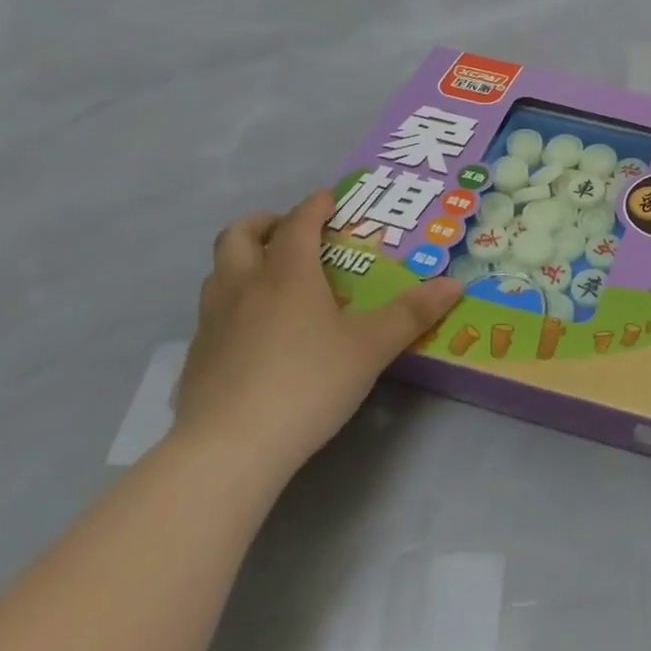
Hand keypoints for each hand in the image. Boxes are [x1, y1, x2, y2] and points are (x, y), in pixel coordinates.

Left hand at [176, 190, 462, 477]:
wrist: (228, 451)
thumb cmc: (308, 383)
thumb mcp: (371, 347)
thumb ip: (412, 313)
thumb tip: (455, 284)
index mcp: (287, 275)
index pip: (299, 222)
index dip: (315, 205)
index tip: (331, 199)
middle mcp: (244, 288)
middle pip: (239, 236)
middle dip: (265, 223)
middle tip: (292, 231)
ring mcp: (212, 324)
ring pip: (218, 272)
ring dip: (243, 261)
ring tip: (272, 277)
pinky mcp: (196, 360)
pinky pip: (210, 313)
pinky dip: (232, 304)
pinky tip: (254, 333)